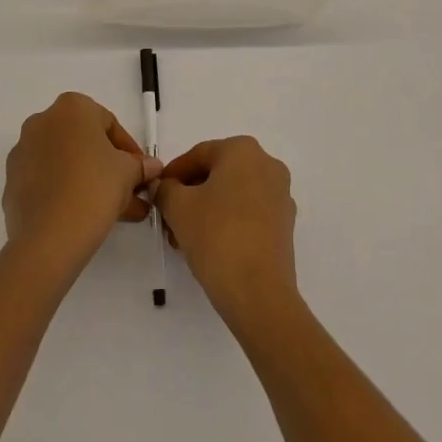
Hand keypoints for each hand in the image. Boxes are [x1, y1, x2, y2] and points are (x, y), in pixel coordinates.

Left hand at [3, 93, 158, 271]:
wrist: (49, 237)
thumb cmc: (94, 188)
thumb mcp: (128, 173)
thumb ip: (140, 165)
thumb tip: (152, 167)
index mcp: (72, 107)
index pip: (109, 124)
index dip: (129, 150)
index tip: (140, 173)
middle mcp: (42, 121)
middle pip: (84, 142)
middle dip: (108, 167)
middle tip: (128, 192)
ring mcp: (23, 151)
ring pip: (65, 162)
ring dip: (88, 179)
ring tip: (112, 211)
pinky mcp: (12, 181)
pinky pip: (46, 181)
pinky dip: (64, 191)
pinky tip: (83, 215)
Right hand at [154, 137, 297, 325]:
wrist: (259, 292)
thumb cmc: (216, 236)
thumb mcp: (178, 208)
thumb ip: (165, 190)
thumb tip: (162, 186)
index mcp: (243, 150)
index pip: (199, 155)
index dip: (173, 174)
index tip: (157, 193)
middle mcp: (267, 164)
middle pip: (218, 173)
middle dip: (190, 194)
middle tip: (168, 217)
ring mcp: (280, 194)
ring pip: (233, 194)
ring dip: (206, 209)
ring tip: (184, 237)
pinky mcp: (285, 224)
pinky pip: (249, 212)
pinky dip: (228, 221)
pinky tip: (209, 245)